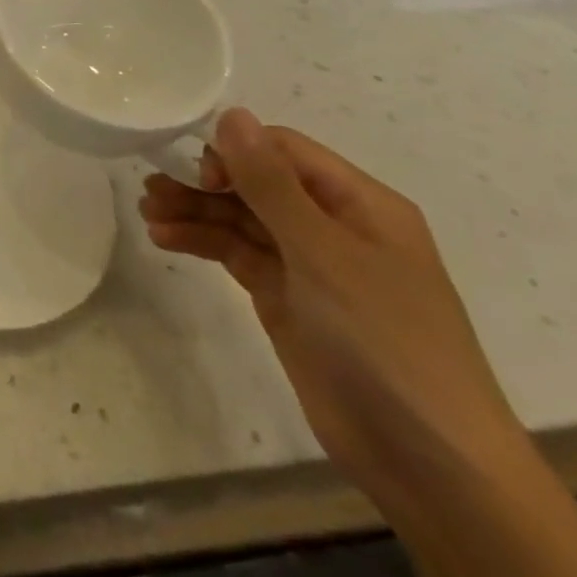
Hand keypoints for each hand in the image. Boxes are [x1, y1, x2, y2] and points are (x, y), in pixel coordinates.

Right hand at [139, 109, 526, 516]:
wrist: (428, 462)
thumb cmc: (385, 341)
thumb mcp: (323, 254)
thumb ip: (271, 183)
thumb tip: (232, 113)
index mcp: (360, 205)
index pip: (285, 151)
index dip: (237, 153)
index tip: (201, 176)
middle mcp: (333, 226)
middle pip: (255, 183)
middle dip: (202, 183)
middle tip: (151, 191)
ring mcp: (309, 265)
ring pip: (238, 218)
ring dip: (193, 211)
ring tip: (147, 214)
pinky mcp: (286, 298)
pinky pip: (235, 253)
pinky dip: (200, 242)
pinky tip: (165, 239)